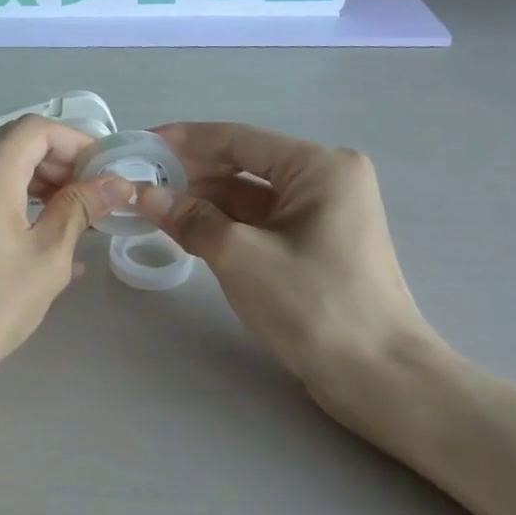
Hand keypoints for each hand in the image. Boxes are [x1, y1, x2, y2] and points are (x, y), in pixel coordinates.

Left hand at [0, 115, 133, 388]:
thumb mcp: (47, 256)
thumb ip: (81, 208)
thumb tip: (116, 182)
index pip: (39, 129)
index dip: (78, 144)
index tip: (105, 174)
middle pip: (16, 143)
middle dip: (59, 164)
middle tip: (93, 200)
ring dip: (36, 183)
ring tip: (72, 220)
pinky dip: (11, 200)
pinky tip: (38, 236)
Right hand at [137, 123, 440, 422]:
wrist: (377, 375)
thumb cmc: (313, 304)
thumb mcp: (241, 257)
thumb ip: (190, 220)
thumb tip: (145, 195)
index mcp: (319, 167)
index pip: (238, 139)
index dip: (184, 141)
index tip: (140, 146)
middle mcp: (325, 180)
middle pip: (244, 164)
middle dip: (191, 173)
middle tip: (139, 182)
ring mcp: (322, 214)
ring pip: (249, 196)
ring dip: (203, 201)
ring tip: (152, 207)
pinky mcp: (314, 245)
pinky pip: (259, 222)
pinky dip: (223, 225)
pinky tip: (186, 231)